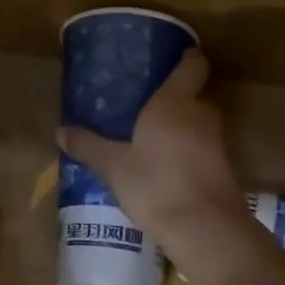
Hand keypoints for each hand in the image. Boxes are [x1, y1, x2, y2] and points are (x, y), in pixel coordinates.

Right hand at [56, 49, 247, 240]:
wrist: (205, 229)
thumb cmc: (155, 184)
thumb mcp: (113, 165)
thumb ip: (88, 146)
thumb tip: (60, 131)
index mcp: (174, 103)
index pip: (192, 66)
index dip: (187, 58)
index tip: (176, 55)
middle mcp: (200, 116)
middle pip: (195, 97)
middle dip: (176, 100)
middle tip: (147, 107)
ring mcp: (216, 144)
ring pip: (199, 126)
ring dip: (181, 130)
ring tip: (152, 139)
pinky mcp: (223, 171)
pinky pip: (202, 151)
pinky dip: (187, 155)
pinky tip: (165, 170)